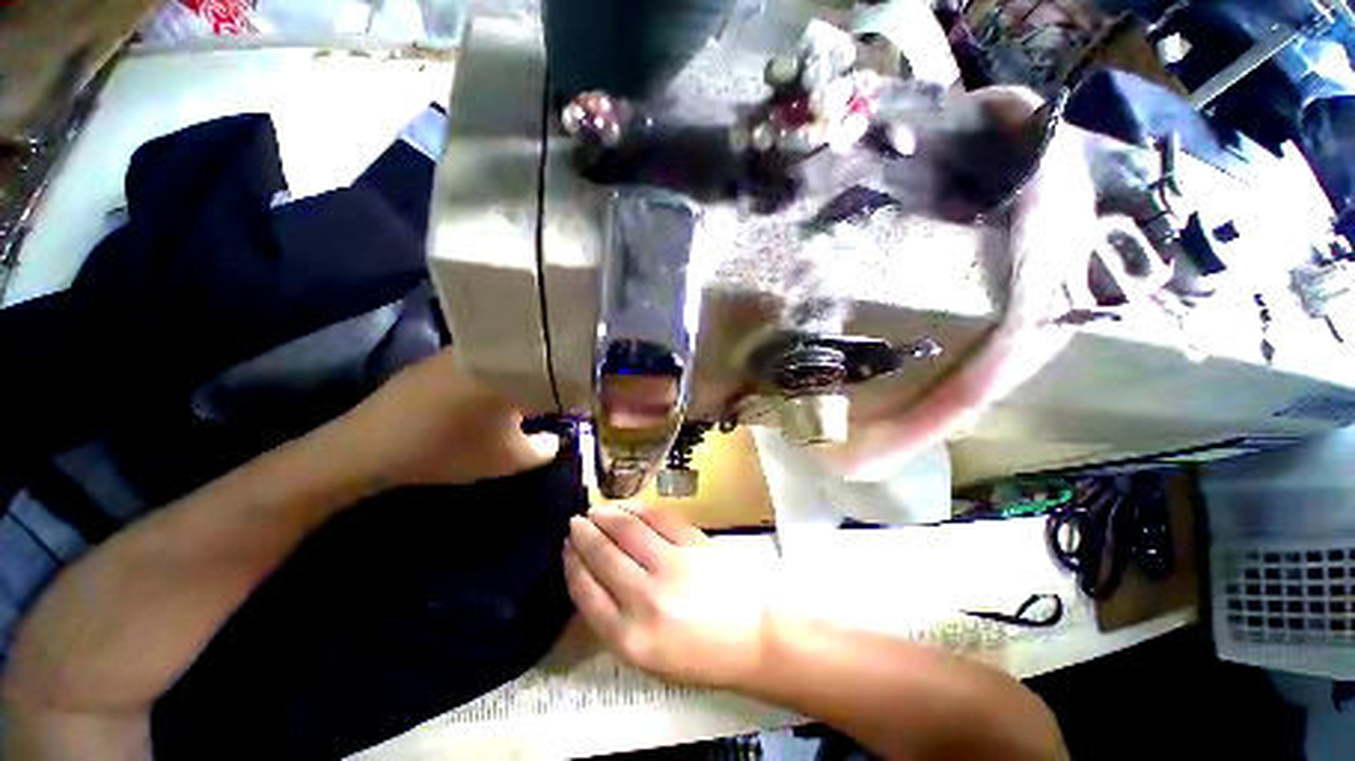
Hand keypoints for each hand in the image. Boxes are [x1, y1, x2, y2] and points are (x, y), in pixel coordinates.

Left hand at [330, 349, 559, 488]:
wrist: (370, 447)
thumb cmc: (450, 449)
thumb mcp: (509, 459)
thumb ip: (546, 449)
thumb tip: (557, 438)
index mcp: (515, 370)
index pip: (559, 372)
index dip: (571, 390)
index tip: (574, 406)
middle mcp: (492, 350)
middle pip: (532, 360)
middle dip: (545, 381)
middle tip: (549, 403)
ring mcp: (461, 350)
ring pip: (505, 359)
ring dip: (517, 378)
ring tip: (520, 401)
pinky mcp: (438, 357)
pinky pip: (480, 360)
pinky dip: (492, 375)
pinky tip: (483, 397)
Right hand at [564, 504, 770, 688]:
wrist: (753, 636)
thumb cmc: (698, 655)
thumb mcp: (646, 657)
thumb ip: (614, 621)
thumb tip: (591, 577)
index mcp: (630, 639)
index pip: (586, 593)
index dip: (572, 565)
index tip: (566, 548)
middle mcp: (646, 600)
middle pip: (604, 556)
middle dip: (584, 535)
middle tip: (574, 522)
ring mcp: (673, 565)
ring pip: (627, 530)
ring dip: (606, 516)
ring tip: (594, 511)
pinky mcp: (694, 542)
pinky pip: (657, 517)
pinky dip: (635, 508)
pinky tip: (625, 505)